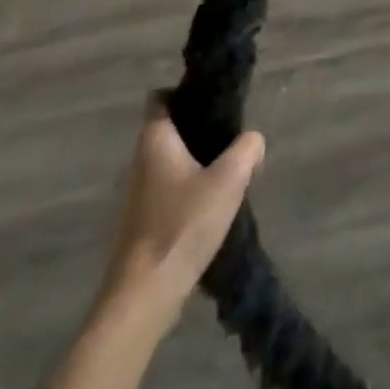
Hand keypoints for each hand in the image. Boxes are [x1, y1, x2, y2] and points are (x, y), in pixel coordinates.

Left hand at [98, 96, 265, 338]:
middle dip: (199, 128)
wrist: (144, 297)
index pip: (160, 98)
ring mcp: (137, 197)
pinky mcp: (142, 225)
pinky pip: (169, 191)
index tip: (213, 97)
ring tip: (230, 171)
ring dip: (197, 162)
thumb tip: (252, 142)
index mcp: (155, 142)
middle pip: (169, 130)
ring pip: (170, 163)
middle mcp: (140, 163)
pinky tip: (213, 206)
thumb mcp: (230, 178)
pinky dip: (189, 190)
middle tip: (232, 134)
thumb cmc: (183, 225)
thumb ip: (248, 148)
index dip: (184, 91)